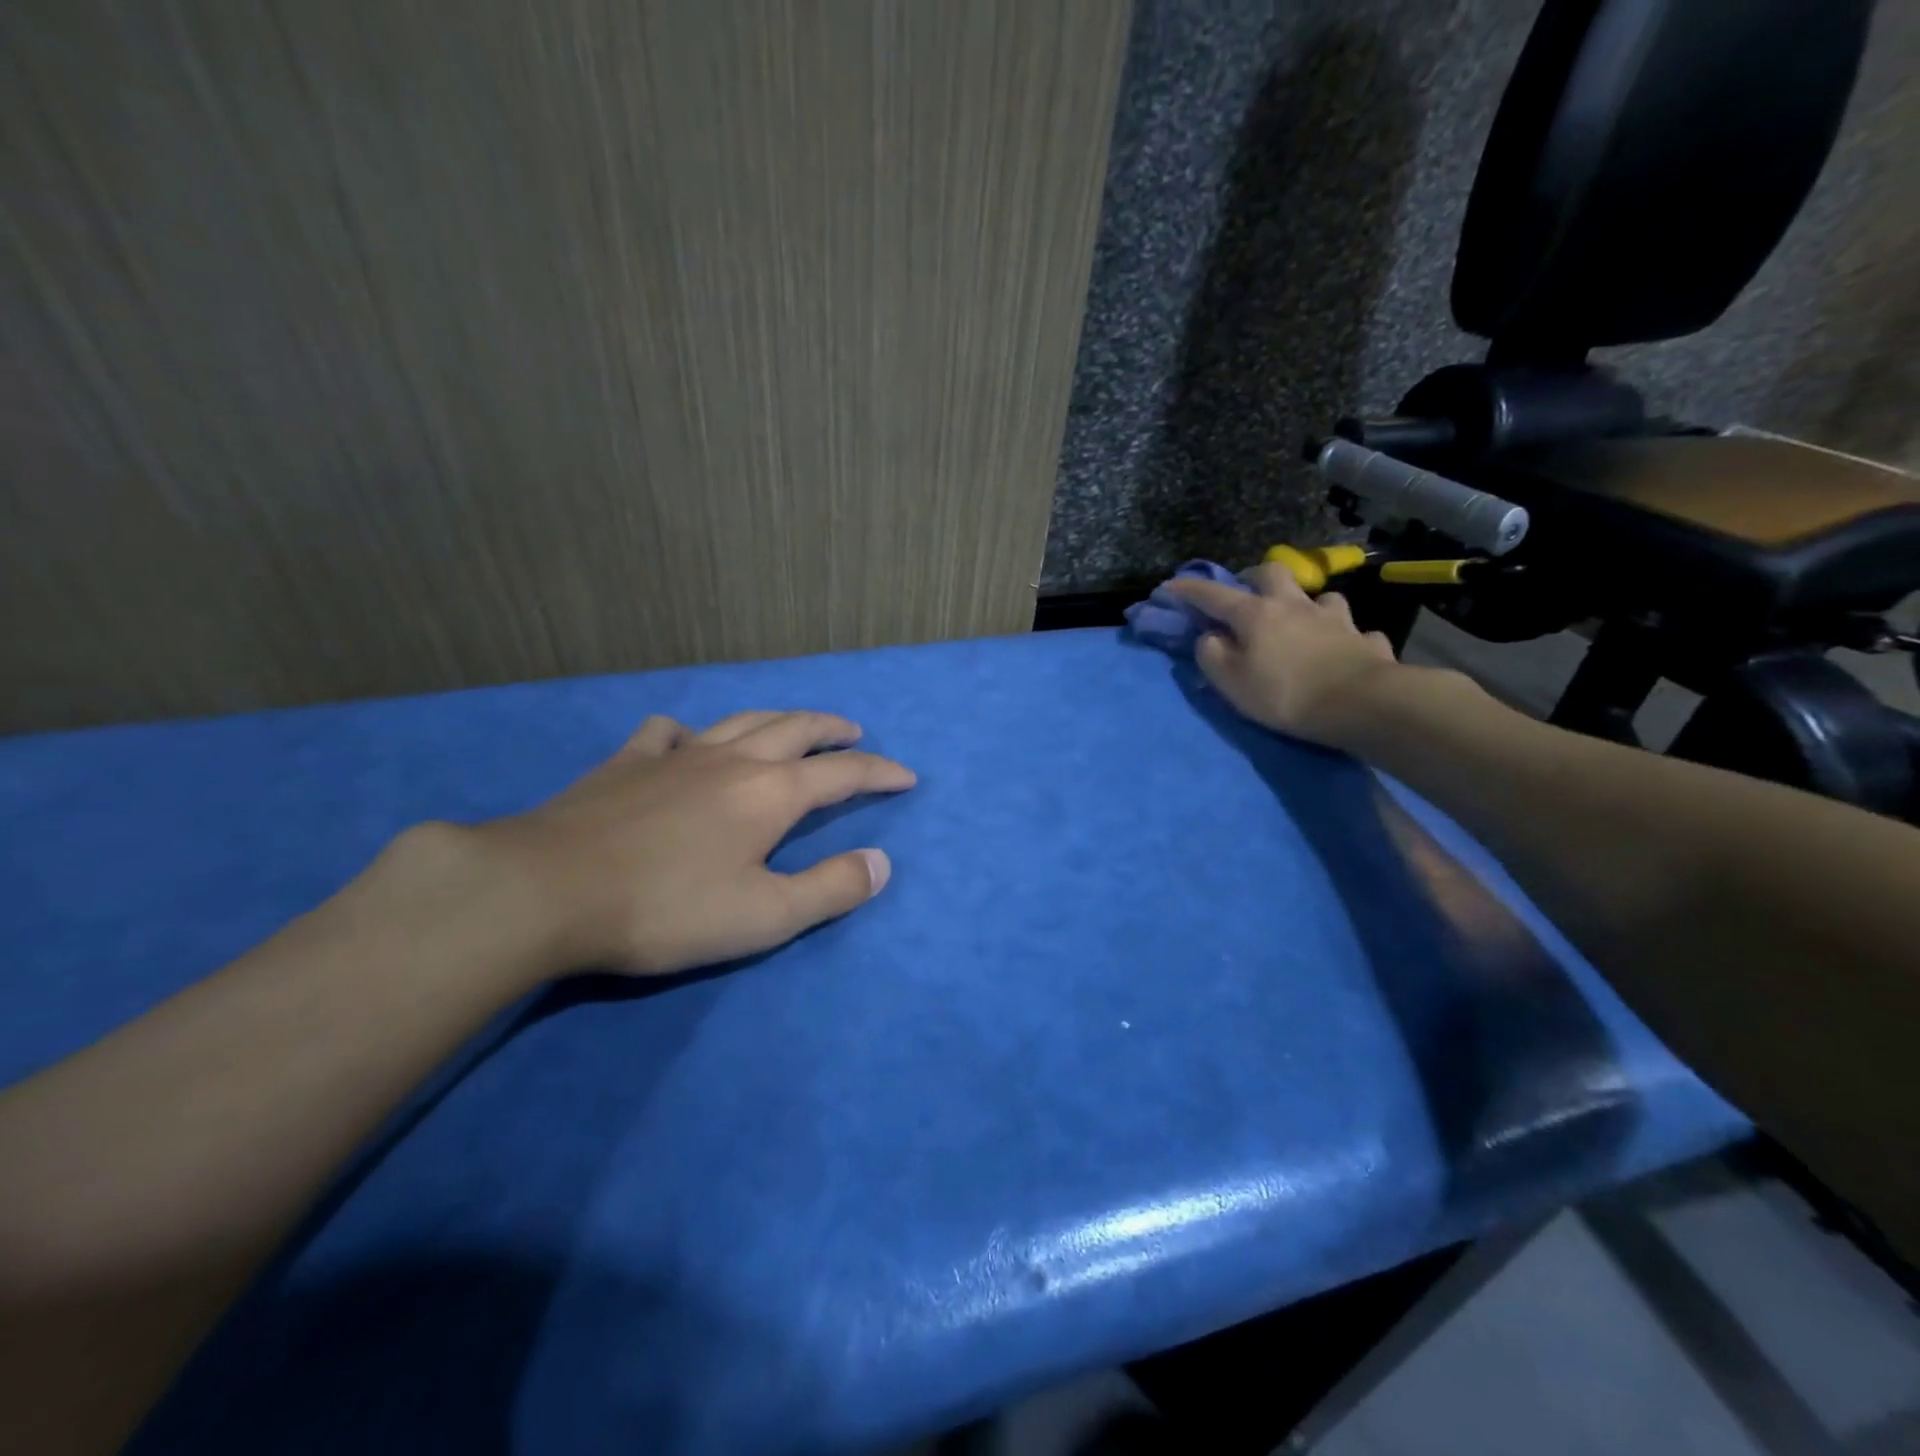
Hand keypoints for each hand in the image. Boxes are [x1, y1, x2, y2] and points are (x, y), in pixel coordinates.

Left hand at [471, 710, 914, 976]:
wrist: (547, 890)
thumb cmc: (667, 908)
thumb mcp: (765, 916)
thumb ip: (830, 888)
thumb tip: (881, 863)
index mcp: (771, 794)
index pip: (843, 774)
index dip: (880, 773)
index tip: (906, 776)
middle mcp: (732, 760)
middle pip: (796, 730)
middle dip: (833, 731)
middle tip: (855, 733)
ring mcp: (676, 755)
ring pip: (742, 721)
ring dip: (779, 719)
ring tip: (795, 725)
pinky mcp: (627, 763)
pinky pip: (667, 733)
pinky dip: (689, 732)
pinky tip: (686, 741)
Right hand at [1167, 564, 1401, 748]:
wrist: (1361, 704)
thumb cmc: (1284, 694)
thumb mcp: (1231, 682)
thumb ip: (1212, 655)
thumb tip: (1210, 637)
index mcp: (1255, 614)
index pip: (1214, 595)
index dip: (1190, 589)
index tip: (1171, 585)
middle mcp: (1294, 606)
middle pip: (1272, 573)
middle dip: (1253, 578)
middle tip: (1246, 596)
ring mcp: (1334, 619)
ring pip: (1319, 597)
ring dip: (1306, 605)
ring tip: (1301, 622)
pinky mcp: (1363, 639)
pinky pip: (1353, 630)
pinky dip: (1342, 635)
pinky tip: (1341, 648)